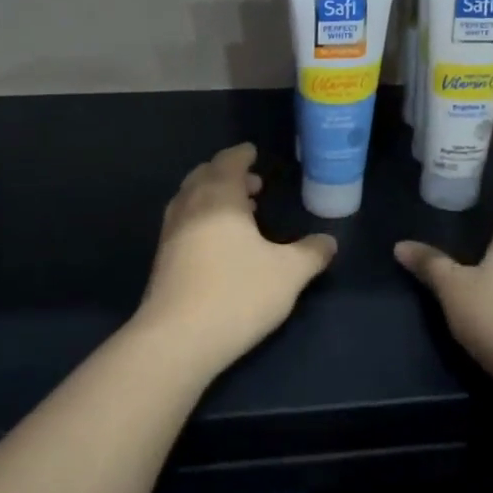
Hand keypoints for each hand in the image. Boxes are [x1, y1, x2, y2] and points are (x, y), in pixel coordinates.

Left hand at [135, 143, 337, 373]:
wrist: (178, 339)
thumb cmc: (238, 294)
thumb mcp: (289, 273)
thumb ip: (311, 253)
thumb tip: (329, 241)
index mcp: (219, 197)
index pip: (229, 162)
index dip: (242, 155)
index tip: (253, 153)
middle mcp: (190, 207)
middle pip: (204, 176)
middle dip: (227, 174)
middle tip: (252, 184)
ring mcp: (171, 233)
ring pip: (190, 199)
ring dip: (213, 196)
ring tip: (240, 211)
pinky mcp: (163, 259)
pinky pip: (184, 222)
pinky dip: (202, 217)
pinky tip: (219, 242)